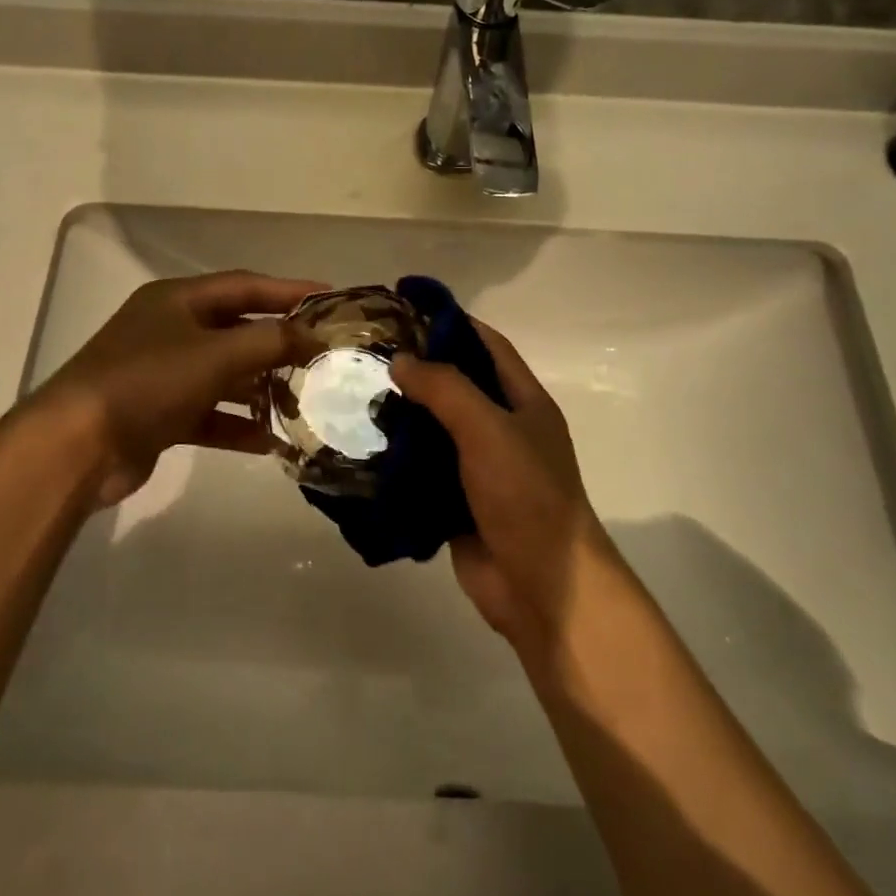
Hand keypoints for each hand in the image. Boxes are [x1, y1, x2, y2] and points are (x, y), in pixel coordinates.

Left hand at [29, 270, 324, 509]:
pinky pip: (208, 414)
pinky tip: (269, 443)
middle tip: (320, 358)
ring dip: (260, 389)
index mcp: (177, 300)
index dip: (288, 291)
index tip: (330, 300)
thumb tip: (313, 336)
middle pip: (236, 331)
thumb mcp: (216, 354)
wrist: (77, 446)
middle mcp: (169, 330)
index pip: (244, 286)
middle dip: (277, 346)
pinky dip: (236, 425)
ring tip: (301, 404)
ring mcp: (161, 374)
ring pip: (224, 375)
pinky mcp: (158, 415)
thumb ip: (270, 342)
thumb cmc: (148, 382)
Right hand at [391, 322, 618, 653]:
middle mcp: (502, 429)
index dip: (450, 322)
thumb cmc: (526, 497)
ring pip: (434, 430)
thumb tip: (401, 361)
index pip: (486, 345)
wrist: (541, 587)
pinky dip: (396, 460)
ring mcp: (479, 468)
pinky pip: (422, 471)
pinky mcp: (455, 502)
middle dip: (416, 370)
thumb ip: (446, 390)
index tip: (404, 307)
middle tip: (365, 354)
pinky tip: (360, 448)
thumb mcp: (489, 430)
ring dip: (401, 416)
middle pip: (456, 386)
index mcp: (523, 402)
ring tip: (353, 396)